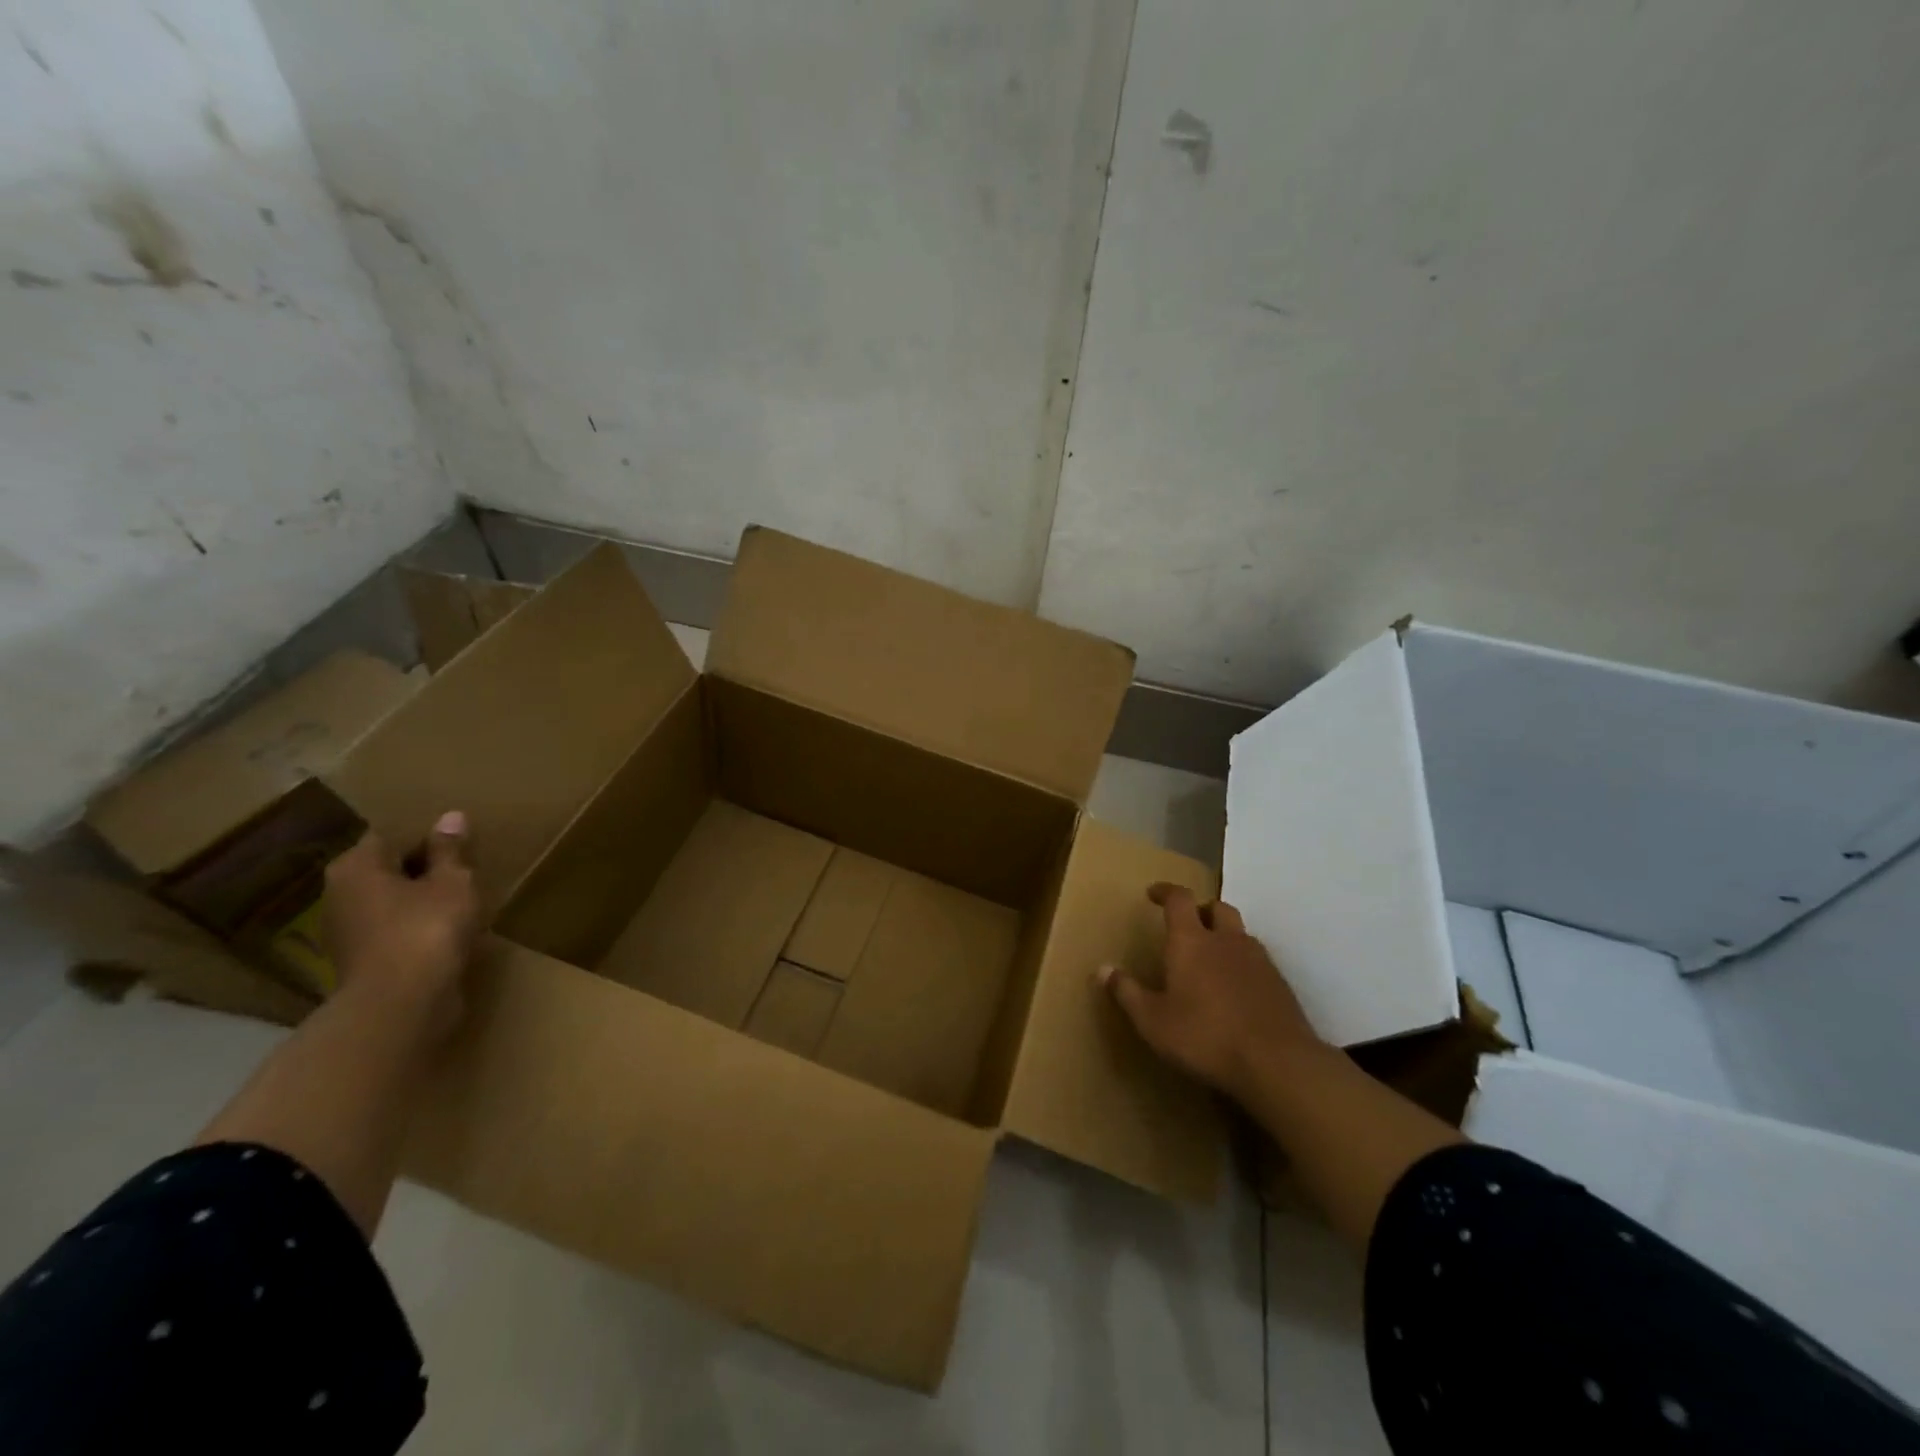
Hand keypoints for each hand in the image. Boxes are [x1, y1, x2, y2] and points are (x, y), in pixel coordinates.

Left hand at [322, 811, 478, 1036]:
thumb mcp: (452, 881)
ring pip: (391, 903)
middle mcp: (340, 895)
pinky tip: (448, 932)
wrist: (403, 1004)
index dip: (426, 837)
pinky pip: (395, 932)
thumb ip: (451, 850)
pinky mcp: (363, 962)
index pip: (390, 836)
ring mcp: (347, 933)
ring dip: (421, 901)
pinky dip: (418, 928)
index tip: (458, 844)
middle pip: (387, 871)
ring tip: (461, 901)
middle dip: (422, 870)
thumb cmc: (427, 928)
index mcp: (356, 867)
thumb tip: (450, 817)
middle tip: (464, 870)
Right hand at [1099, 882, 1323, 1100]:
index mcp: (1191, 941)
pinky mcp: (1280, 984)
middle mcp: (1226, 940)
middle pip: (1217, 907)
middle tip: (1187, 925)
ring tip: (1211, 959)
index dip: (1165, 891)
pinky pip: (1258, 960)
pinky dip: (1243, 964)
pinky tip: (1236, 990)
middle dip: (1201, 910)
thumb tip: (1102, 969)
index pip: (1179, 899)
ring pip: (1240, 933)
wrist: (1278, 1063)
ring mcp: (1258, 960)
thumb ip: (1127, 993)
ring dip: (1224, 936)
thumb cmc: (1205, 1036)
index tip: (1153, 893)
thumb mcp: (1153, 1021)